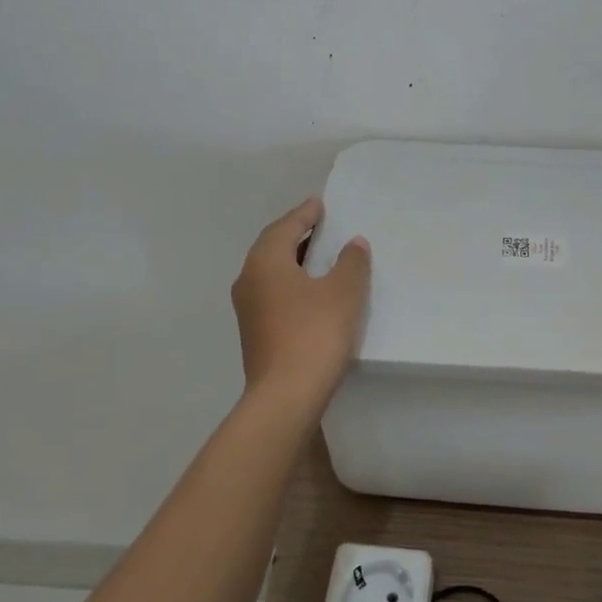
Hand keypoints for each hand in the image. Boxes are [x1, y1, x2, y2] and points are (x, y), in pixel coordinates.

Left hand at [231, 197, 370, 409]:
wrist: (286, 396)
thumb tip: (353, 244)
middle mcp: (249, 281)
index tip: (320, 204)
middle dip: (295, 235)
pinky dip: (292, 285)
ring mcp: (248, 310)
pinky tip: (311, 294)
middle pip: (272, 248)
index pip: (284, 227)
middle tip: (320, 226)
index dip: (304, 214)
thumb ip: (351, 262)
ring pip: (271, 273)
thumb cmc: (314, 333)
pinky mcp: (255, 334)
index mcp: (265, 262)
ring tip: (319, 258)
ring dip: (293, 262)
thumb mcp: (343, 292)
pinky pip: (273, 295)